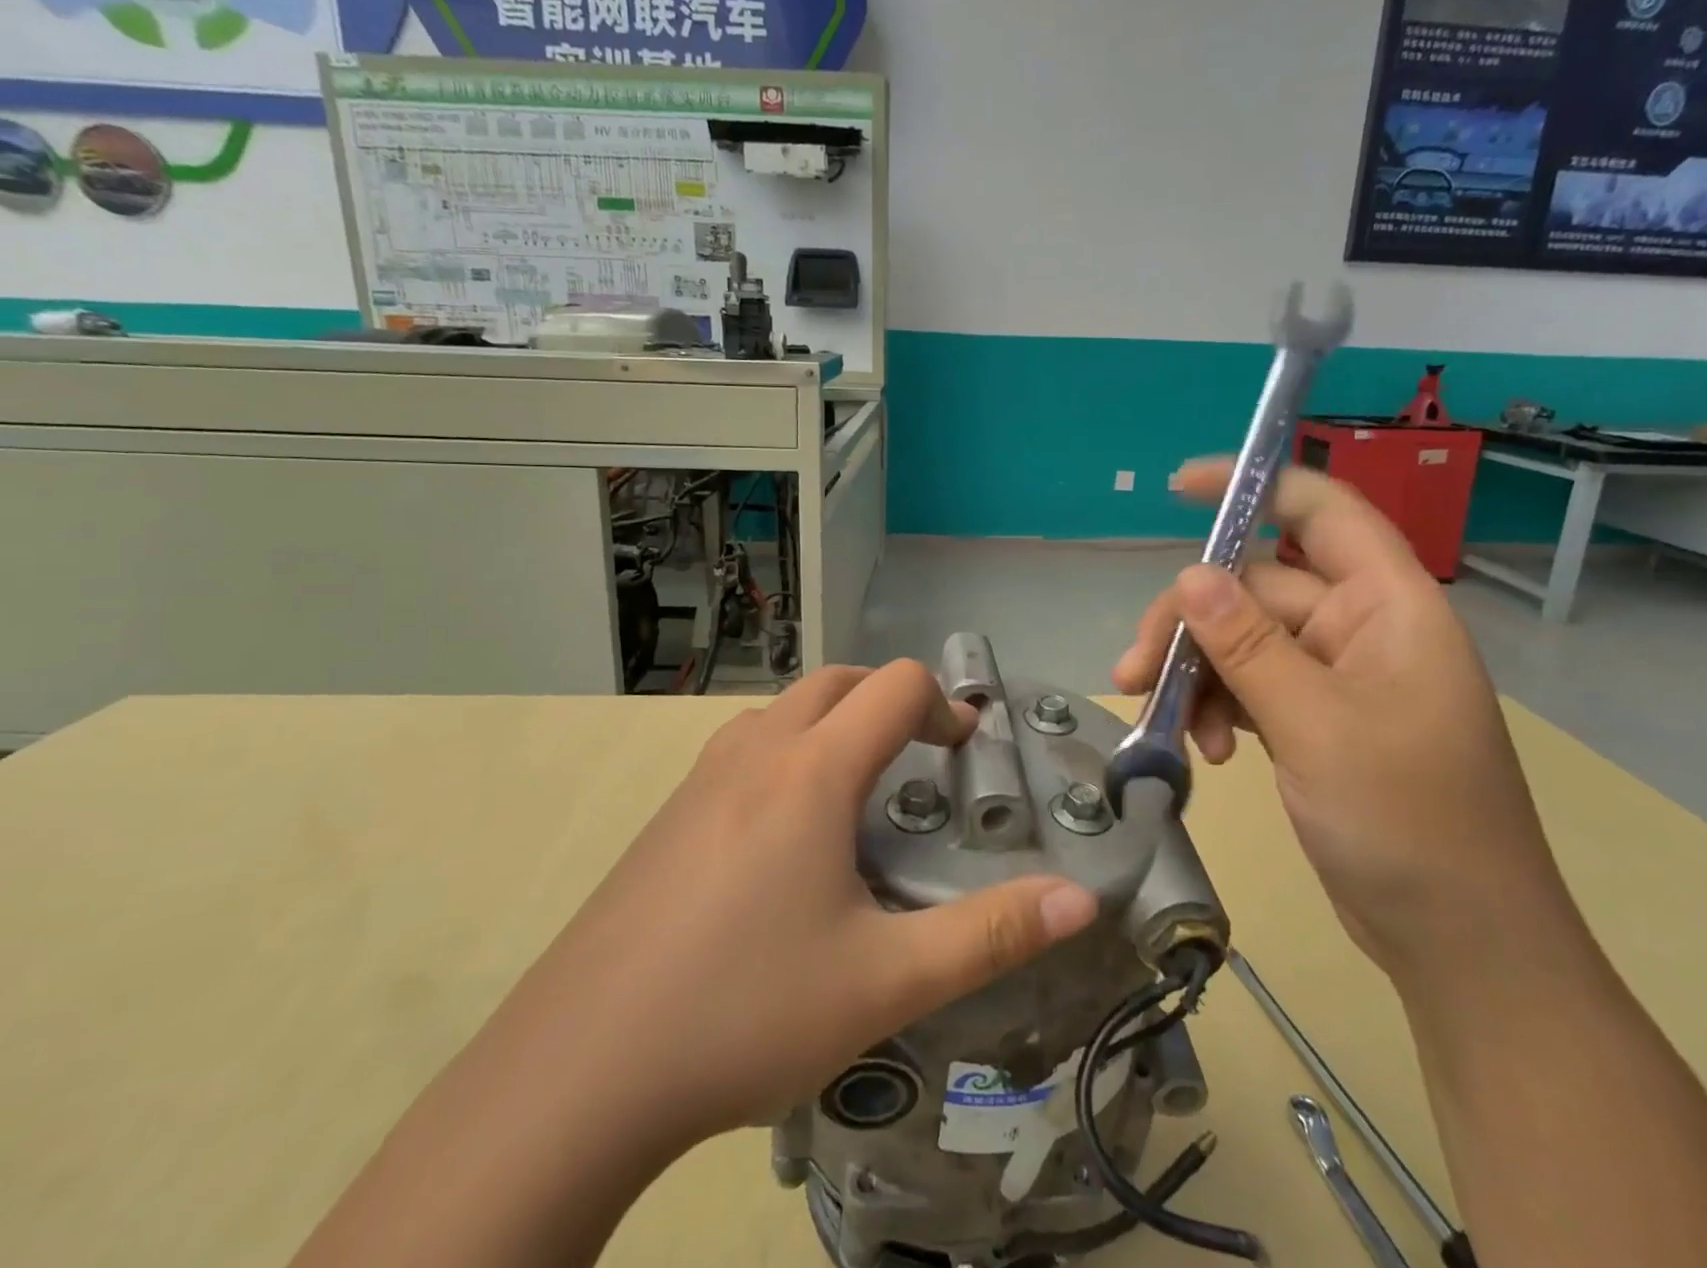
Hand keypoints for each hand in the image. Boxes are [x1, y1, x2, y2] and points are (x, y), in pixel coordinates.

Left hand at [290, 664, 1103, 1267]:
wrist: (577, 1072)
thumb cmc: (746, 1011)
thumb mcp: (886, 980)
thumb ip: (991, 934)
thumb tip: (1082, 900)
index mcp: (812, 770)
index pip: (895, 685)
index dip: (944, 705)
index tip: (965, 753)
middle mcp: (756, 751)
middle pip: (838, 680)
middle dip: (890, 701)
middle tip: (920, 760)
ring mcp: (701, 778)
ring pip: (785, 709)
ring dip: (834, 722)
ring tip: (860, 793)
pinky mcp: (668, 814)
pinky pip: (745, 747)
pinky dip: (788, 752)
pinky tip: (786, 837)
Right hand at [1115, 461, 1582, 984]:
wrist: (1460, 943)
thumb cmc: (1409, 824)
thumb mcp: (1316, 726)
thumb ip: (1249, 645)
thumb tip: (1189, 574)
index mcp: (1388, 606)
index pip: (1321, 512)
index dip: (1254, 487)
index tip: (1180, 490)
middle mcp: (1360, 628)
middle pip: (1255, 589)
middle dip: (1191, 624)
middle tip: (1132, 671)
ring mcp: (1335, 677)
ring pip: (1243, 642)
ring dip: (1197, 674)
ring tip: (1162, 723)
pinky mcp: (1314, 720)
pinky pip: (1250, 688)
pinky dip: (1218, 709)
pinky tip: (1210, 755)